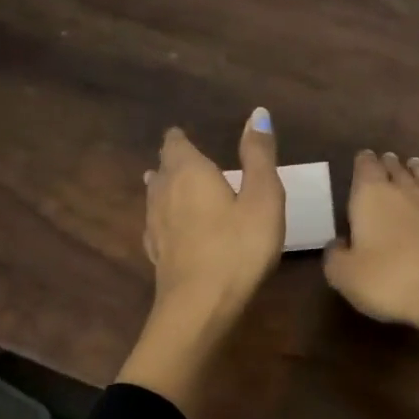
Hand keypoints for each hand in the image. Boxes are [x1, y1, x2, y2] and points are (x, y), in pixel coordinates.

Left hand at [141, 109, 284, 317]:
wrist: (201, 306)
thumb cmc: (238, 247)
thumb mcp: (263, 197)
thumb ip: (259, 155)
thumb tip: (257, 112)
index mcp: (189, 172)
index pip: (176, 143)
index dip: (181, 138)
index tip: (186, 136)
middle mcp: (164, 192)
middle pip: (163, 168)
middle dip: (172, 161)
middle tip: (185, 158)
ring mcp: (155, 225)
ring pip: (155, 196)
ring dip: (164, 187)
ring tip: (172, 184)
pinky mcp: (156, 254)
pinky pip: (156, 224)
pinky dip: (164, 218)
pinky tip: (168, 226)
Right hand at [323, 151, 418, 334]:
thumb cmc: (390, 279)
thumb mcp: (345, 276)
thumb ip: (335, 256)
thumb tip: (338, 244)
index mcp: (371, 195)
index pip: (365, 167)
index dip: (363, 162)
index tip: (363, 158)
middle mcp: (404, 188)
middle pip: (395, 167)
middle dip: (388, 164)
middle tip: (386, 161)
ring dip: (415, 170)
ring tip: (412, 166)